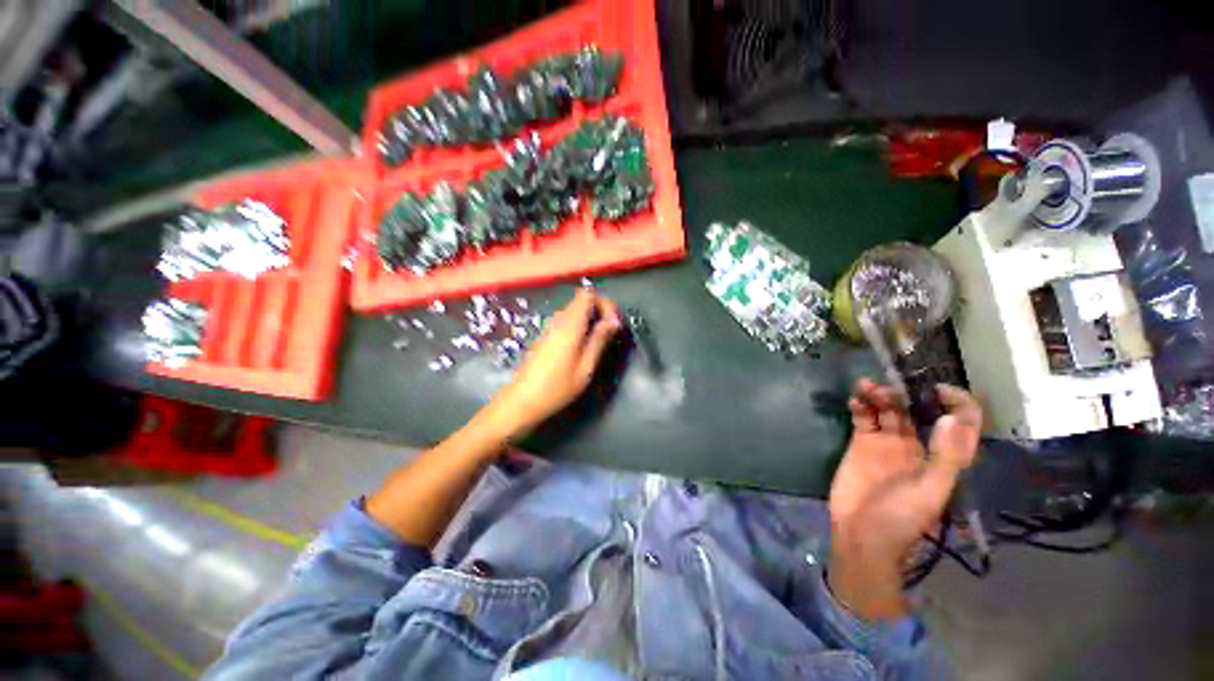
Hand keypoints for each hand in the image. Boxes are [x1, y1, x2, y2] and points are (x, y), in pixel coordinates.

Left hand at [483, 288, 620, 440]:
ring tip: (599, 341)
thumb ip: (599, 340)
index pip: (588, 294)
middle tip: (610, 333)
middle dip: (600, 311)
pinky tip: (583, 347)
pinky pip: (567, 321)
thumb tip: (614, 320)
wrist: (521, 401)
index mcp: (570, 325)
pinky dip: (580, 326)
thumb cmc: (557, 388)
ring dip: (590, 319)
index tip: (614, 324)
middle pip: (582, 300)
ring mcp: (550, 327)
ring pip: (575, 310)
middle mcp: (558, 320)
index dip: (605, 304)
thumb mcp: (585, 367)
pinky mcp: (546, 336)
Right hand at [827, 379, 981, 620]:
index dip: (957, 403)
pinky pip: (863, 418)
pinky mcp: (860, 443)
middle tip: (887, 386)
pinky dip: (860, 406)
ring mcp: (886, 443)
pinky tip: (855, 400)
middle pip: (915, 411)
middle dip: (905, 394)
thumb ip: (945, 456)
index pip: (959, 424)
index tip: (938, 389)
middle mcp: (916, 445)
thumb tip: (951, 417)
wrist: (861, 533)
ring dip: (879, 396)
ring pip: (887, 411)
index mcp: (941, 456)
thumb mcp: (931, 491)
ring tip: (865, 387)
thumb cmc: (901, 517)